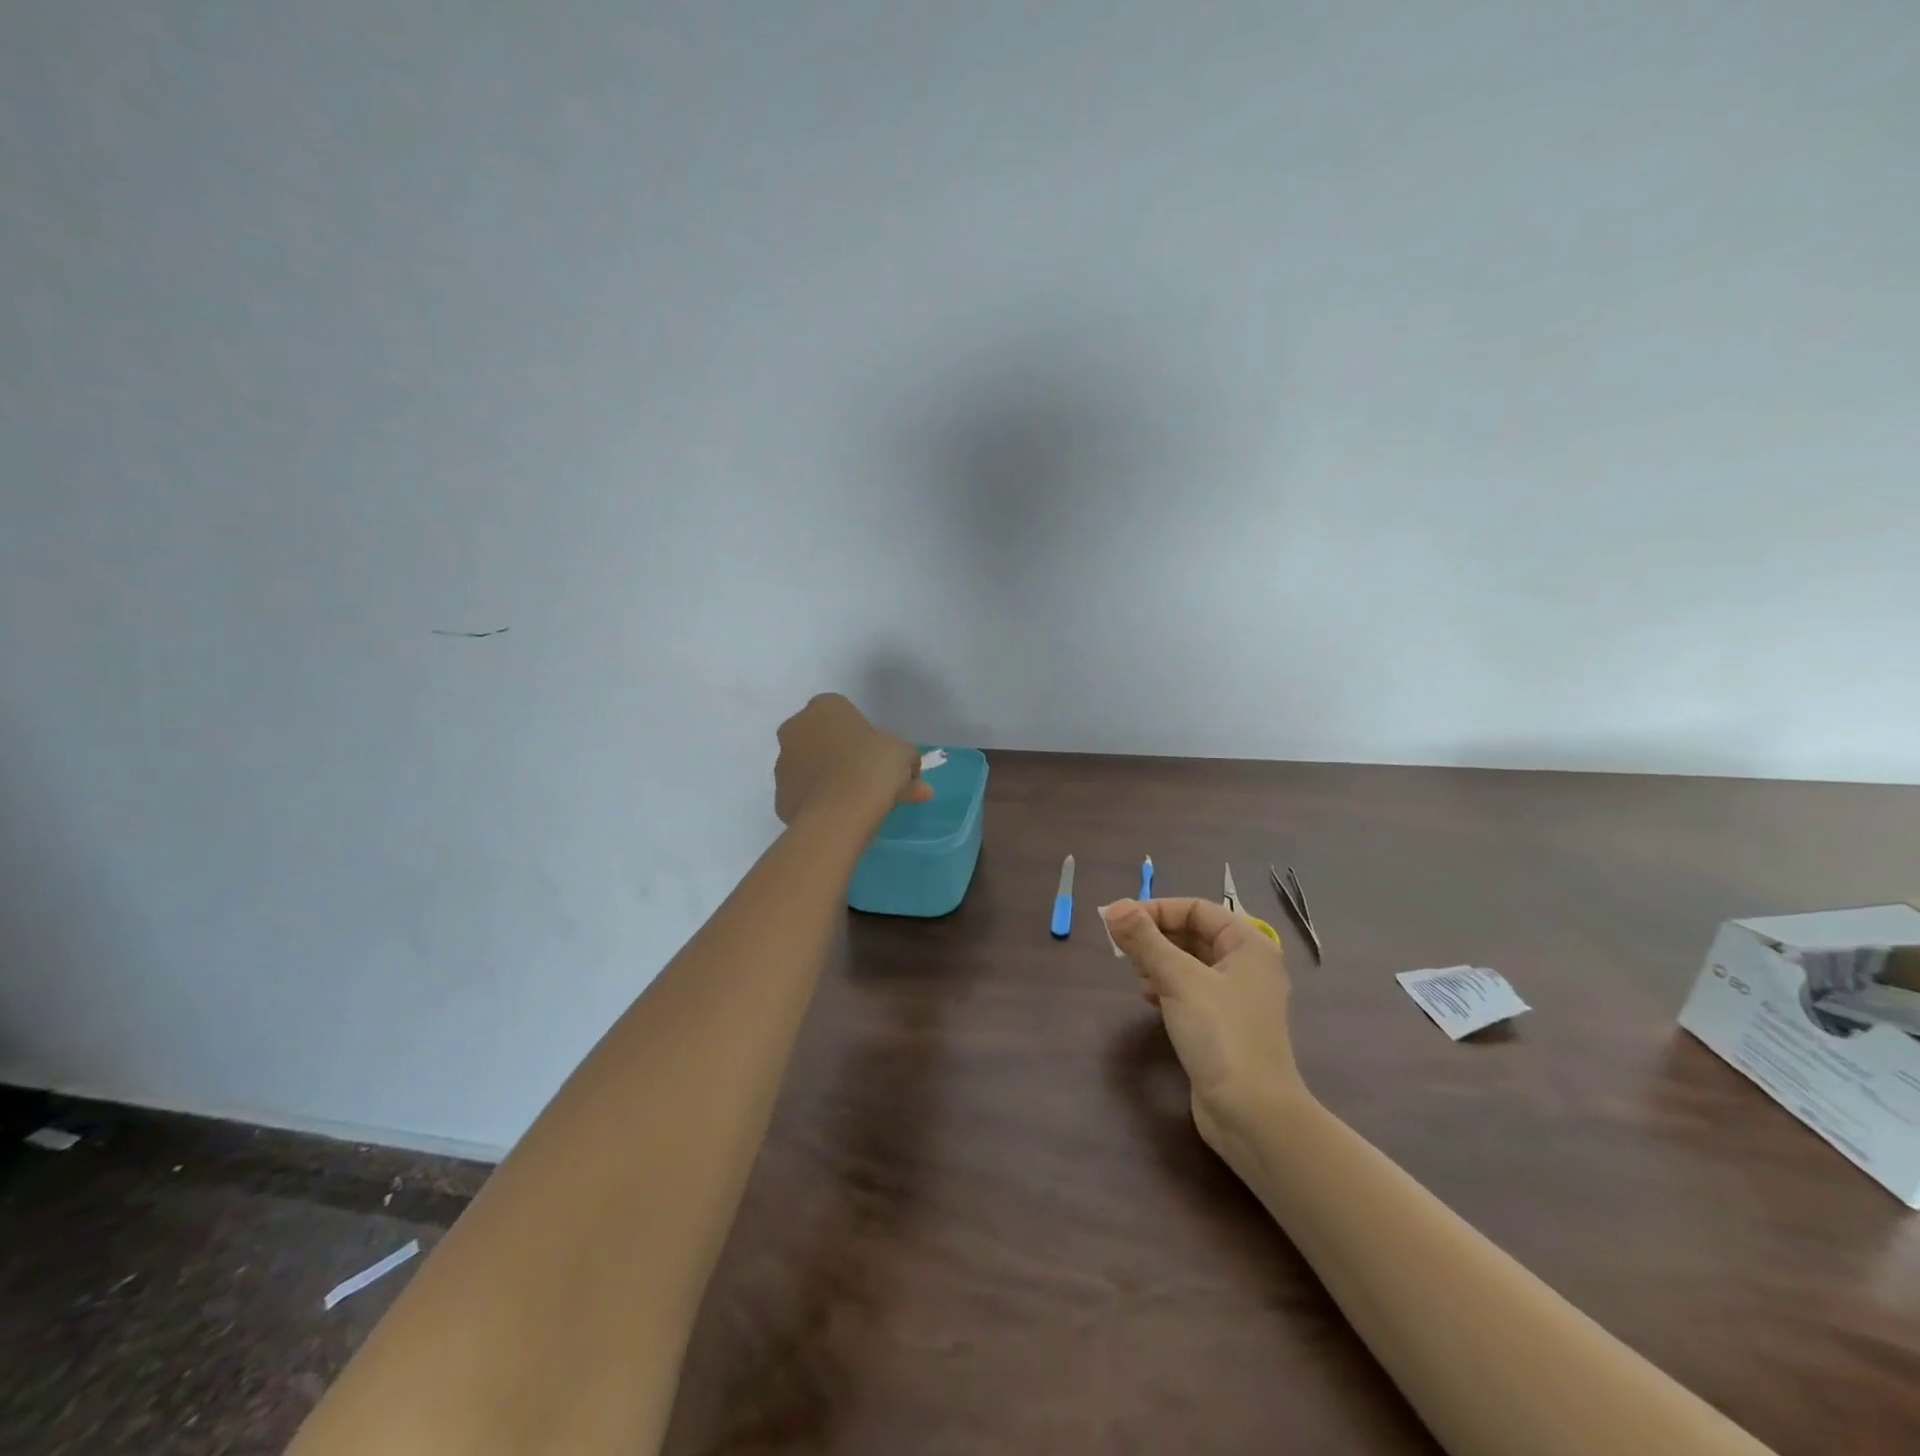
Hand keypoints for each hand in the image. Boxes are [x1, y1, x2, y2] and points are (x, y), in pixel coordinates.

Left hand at [773, 693, 930, 825]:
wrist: (840, 813)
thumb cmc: (874, 767)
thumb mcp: (904, 754)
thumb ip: (906, 758)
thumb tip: (909, 771)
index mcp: (824, 707)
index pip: (844, 715)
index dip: (864, 735)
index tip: (879, 756)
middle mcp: (796, 729)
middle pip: (825, 741)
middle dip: (846, 758)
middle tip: (873, 782)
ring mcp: (783, 764)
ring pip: (814, 770)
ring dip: (834, 781)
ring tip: (863, 807)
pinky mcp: (780, 797)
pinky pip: (807, 797)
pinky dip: (822, 805)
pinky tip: (844, 819)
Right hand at [1104, 897, 1303, 1147]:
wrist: (1252, 1114)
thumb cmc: (1221, 1034)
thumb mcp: (1178, 979)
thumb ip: (1144, 940)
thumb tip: (1114, 906)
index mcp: (1248, 945)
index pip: (1196, 909)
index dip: (1157, 910)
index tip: (1120, 922)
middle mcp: (1247, 966)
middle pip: (1194, 933)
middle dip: (1156, 936)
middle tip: (1123, 949)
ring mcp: (1237, 998)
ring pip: (1190, 962)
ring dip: (1159, 961)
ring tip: (1136, 974)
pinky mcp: (1224, 1025)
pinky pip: (1191, 990)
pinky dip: (1168, 986)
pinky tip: (1149, 998)